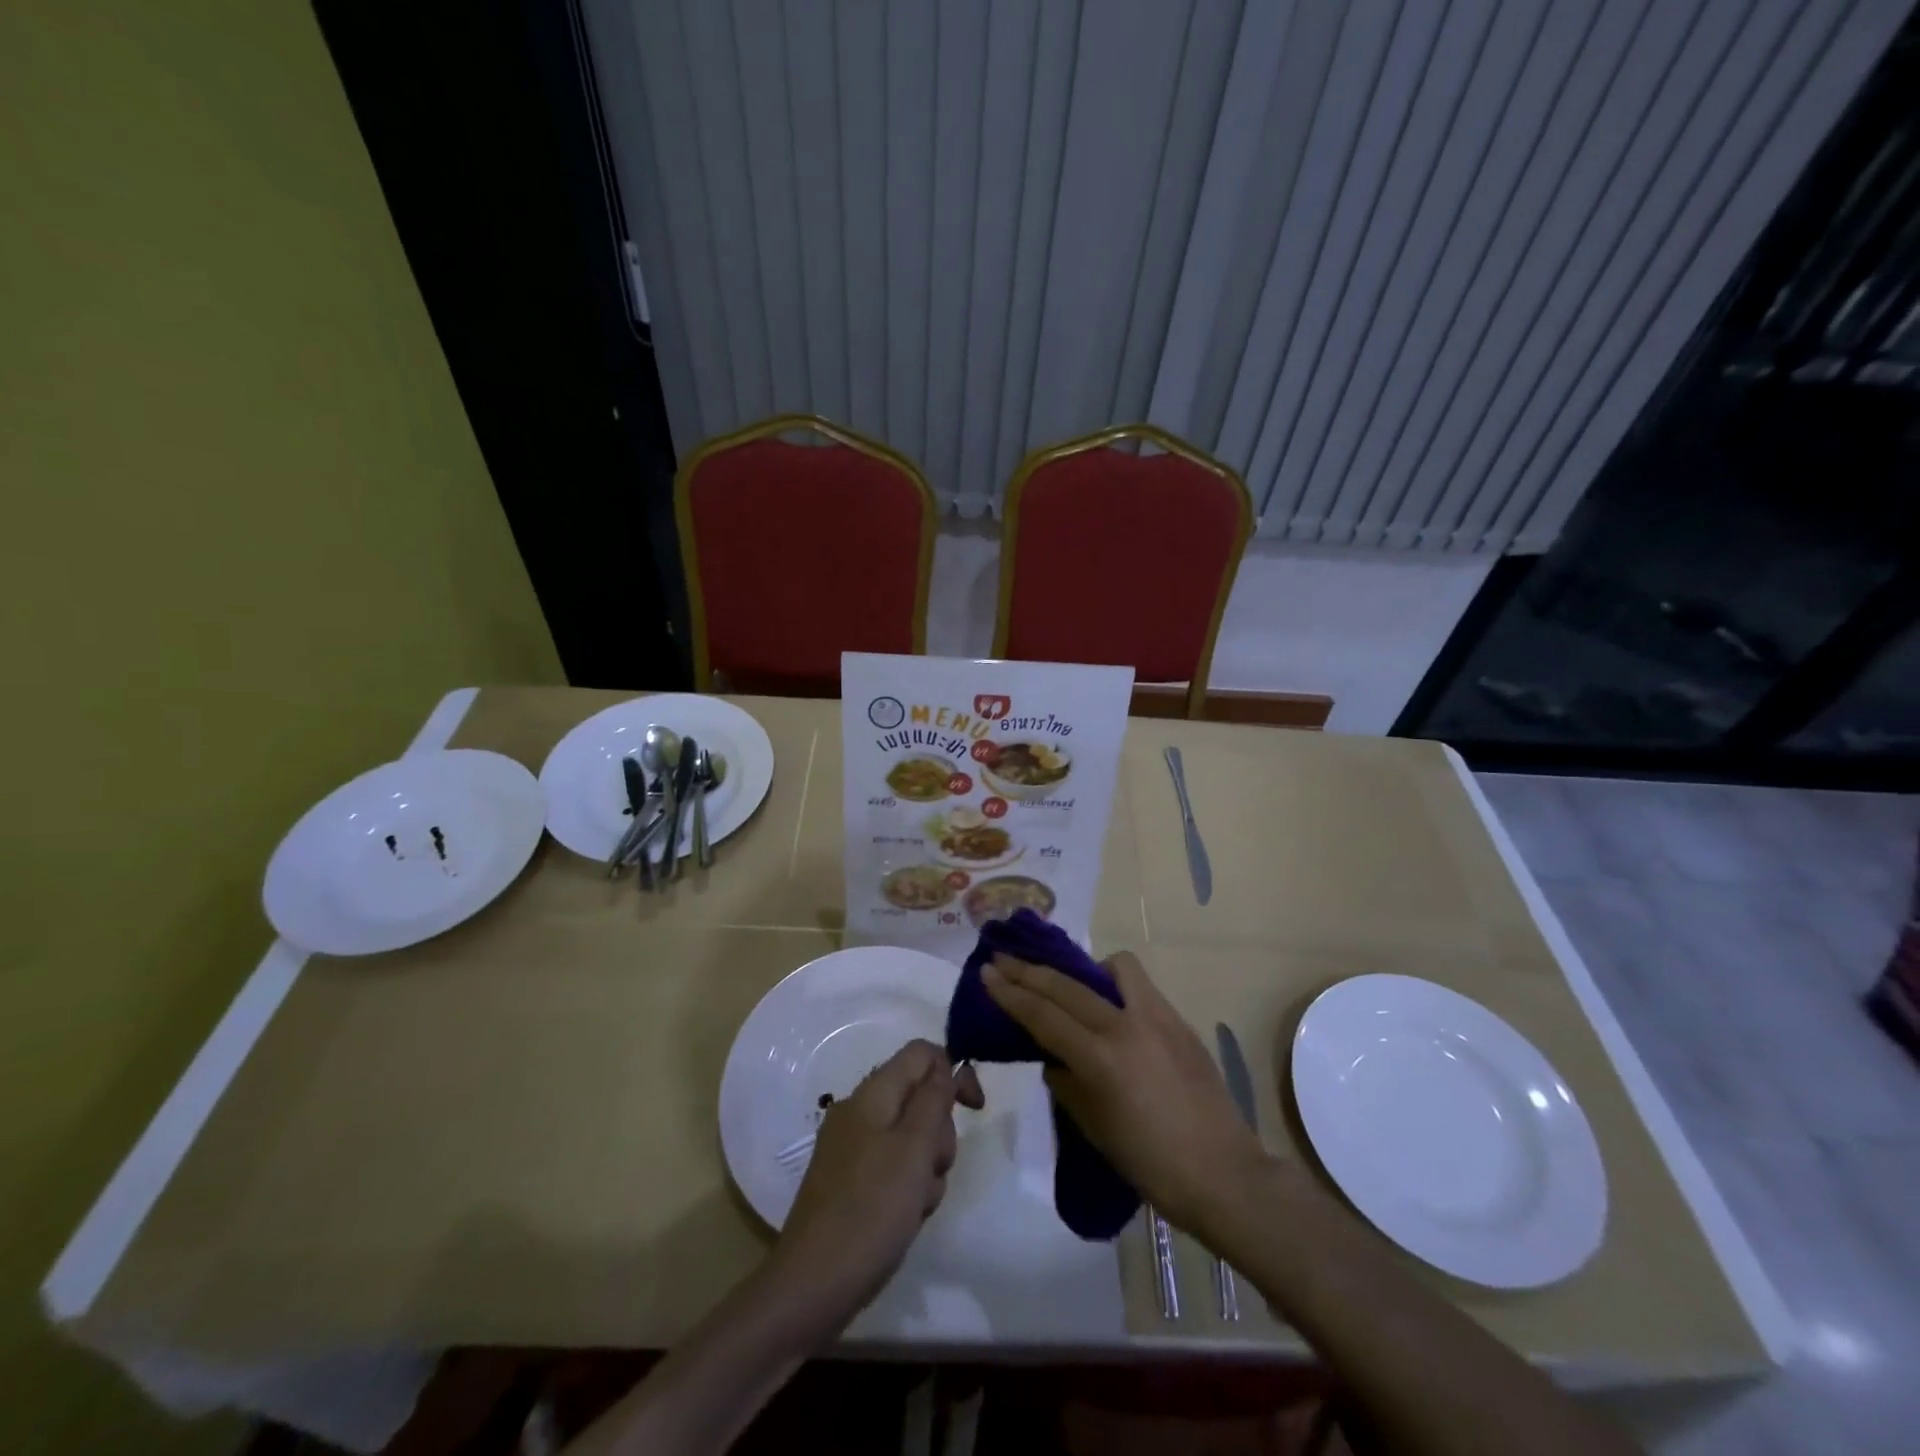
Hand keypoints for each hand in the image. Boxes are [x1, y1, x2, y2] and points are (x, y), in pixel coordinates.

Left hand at [770, 1040, 984, 1325]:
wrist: (812, 1286)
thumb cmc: (870, 1210)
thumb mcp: (914, 1149)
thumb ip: (933, 1100)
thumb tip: (944, 1065)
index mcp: (872, 1094)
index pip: (921, 1054)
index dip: (953, 1071)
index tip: (975, 1110)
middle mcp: (860, 1112)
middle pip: (920, 1097)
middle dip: (939, 1132)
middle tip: (932, 1168)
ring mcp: (853, 1147)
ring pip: (913, 1137)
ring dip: (927, 1167)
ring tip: (917, 1203)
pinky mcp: (852, 1181)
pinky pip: (896, 1168)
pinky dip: (909, 1188)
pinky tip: (905, 1218)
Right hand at [983, 951, 1265, 1239]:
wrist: (1224, 1175)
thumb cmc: (1152, 1165)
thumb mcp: (1095, 1128)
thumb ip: (1067, 1084)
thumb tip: (1054, 1057)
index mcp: (1100, 1058)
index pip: (1043, 1015)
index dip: (1010, 992)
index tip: (986, 972)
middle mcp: (1126, 1025)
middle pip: (1066, 986)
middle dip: (1029, 971)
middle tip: (1003, 960)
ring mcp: (1157, 1017)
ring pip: (1113, 967)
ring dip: (1084, 970)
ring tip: (1072, 988)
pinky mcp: (1179, 1020)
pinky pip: (1140, 986)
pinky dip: (1116, 987)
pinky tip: (1112, 1009)